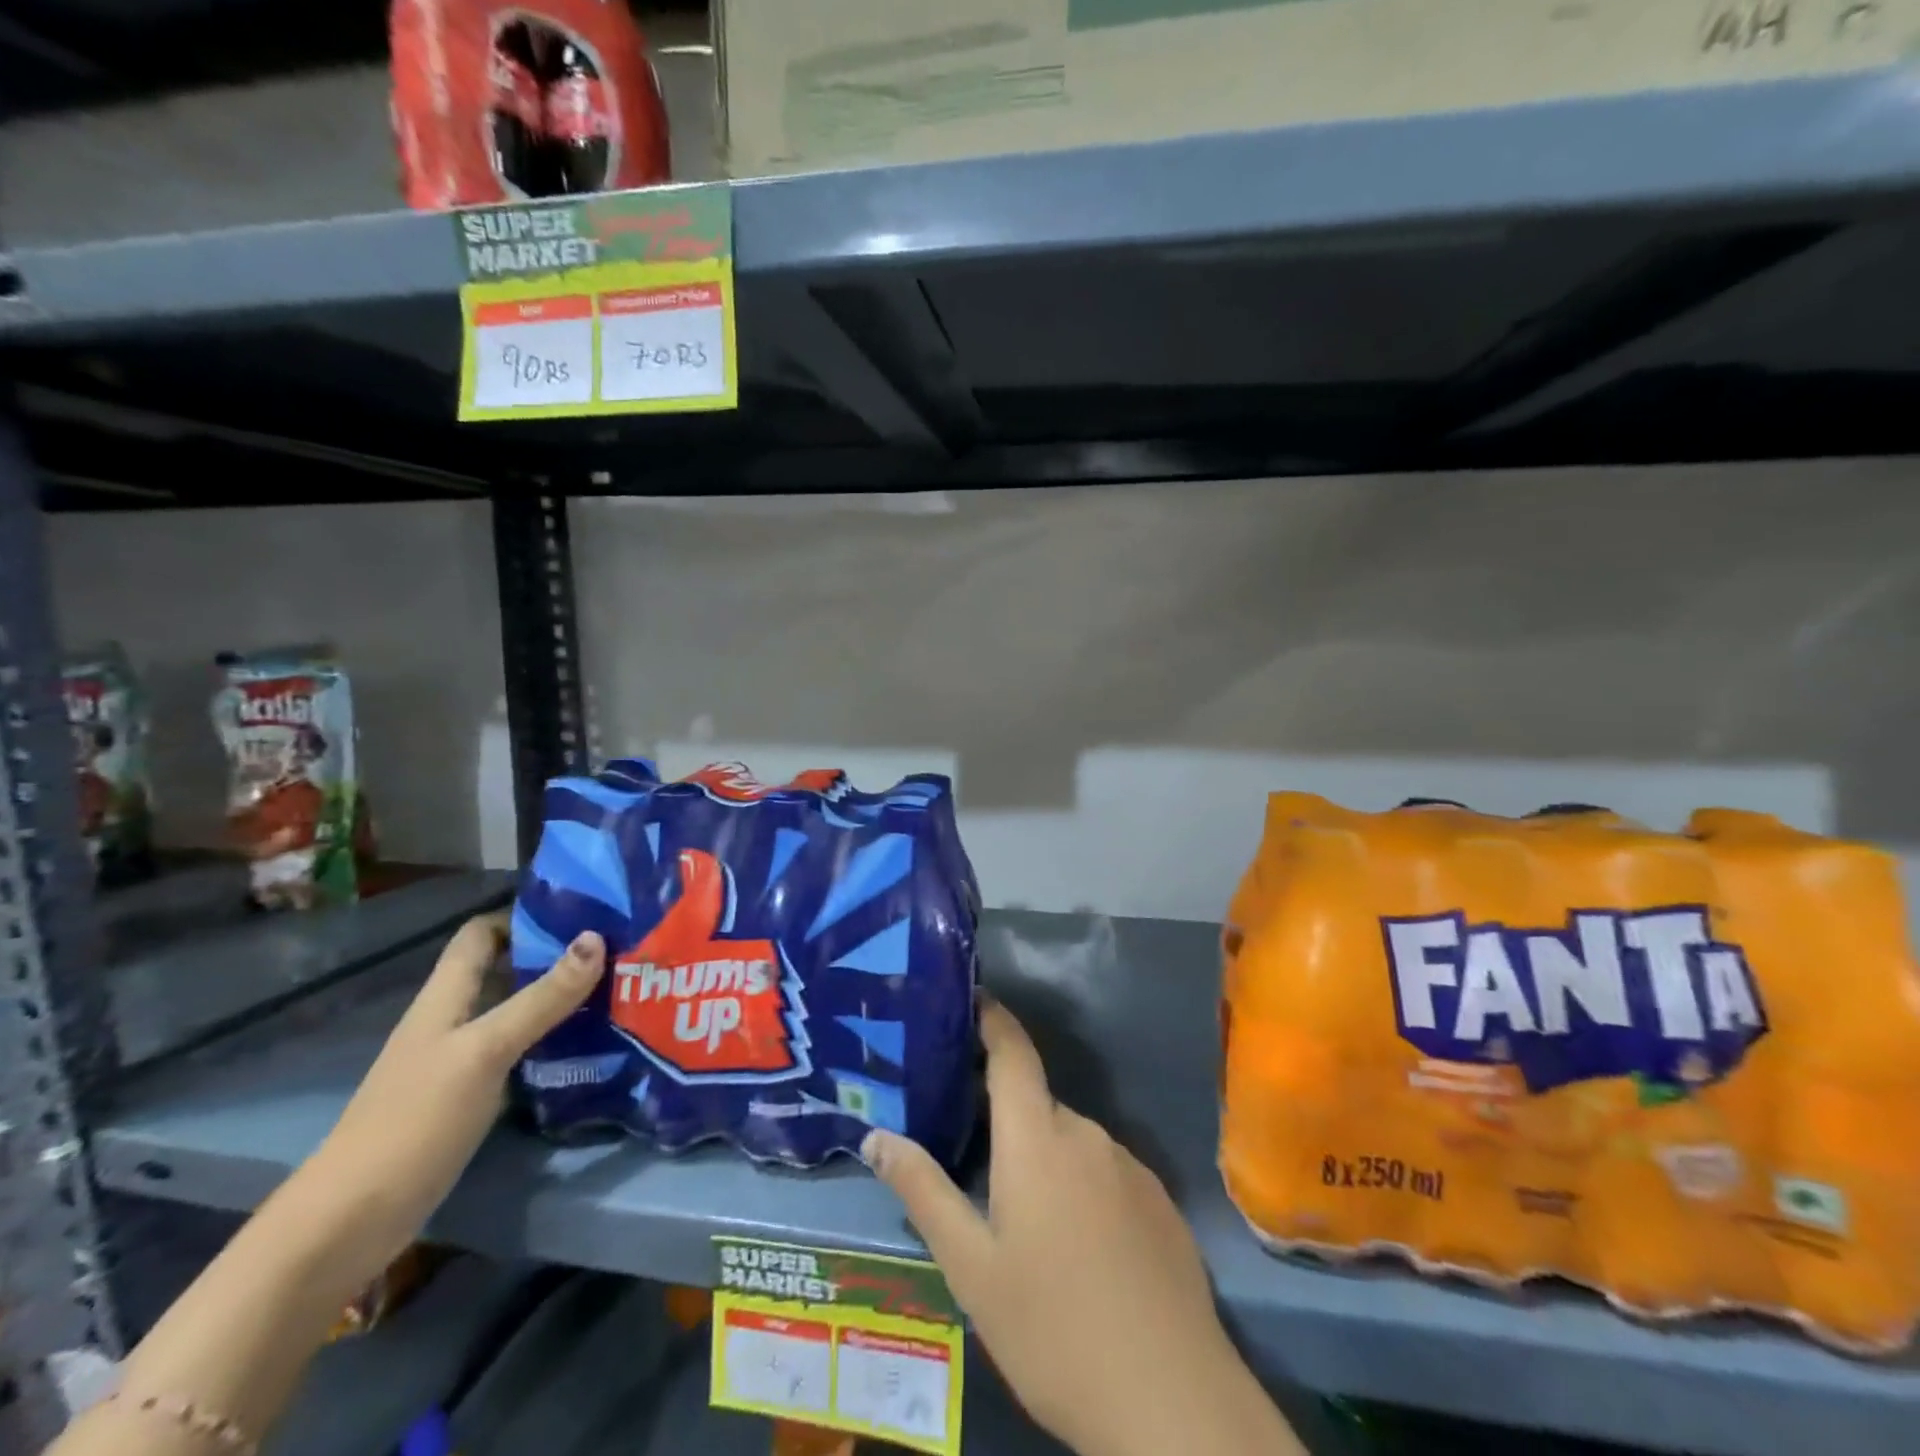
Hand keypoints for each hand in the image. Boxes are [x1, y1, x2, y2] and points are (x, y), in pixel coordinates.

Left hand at [301, 912, 605, 1272]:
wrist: (351, 1222)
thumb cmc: (415, 1120)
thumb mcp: (485, 1050)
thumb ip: (542, 998)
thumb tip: (596, 937)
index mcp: (445, 997)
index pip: (481, 933)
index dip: (523, 915)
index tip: (582, 910)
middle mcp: (452, 1020)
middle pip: (504, 970)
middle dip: (555, 956)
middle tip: (616, 949)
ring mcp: (460, 1060)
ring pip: (515, 1011)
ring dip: (558, 999)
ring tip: (617, 989)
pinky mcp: (470, 1096)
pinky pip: (518, 1051)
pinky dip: (552, 1040)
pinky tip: (590, 1044)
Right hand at [861, 1002, 1300, 1455]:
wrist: (1172, 1401)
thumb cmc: (1053, 1328)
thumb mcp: (972, 1268)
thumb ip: (923, 1192)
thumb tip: (875, 1136)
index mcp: (1038, 1137)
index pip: (1013, 1050)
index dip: (992, 1017)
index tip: (968, 998)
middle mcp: (1087, 1133)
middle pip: (1036, 1103)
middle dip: (1004, 1116)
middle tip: (971, 1154)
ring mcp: (1130, 1165)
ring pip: (1070, 1141)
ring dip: (1042, 1158)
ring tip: (1021, 1217)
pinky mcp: (1159, 1199)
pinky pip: (1105, 1171)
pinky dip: (1081, 1186)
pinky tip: (1076, 1247)